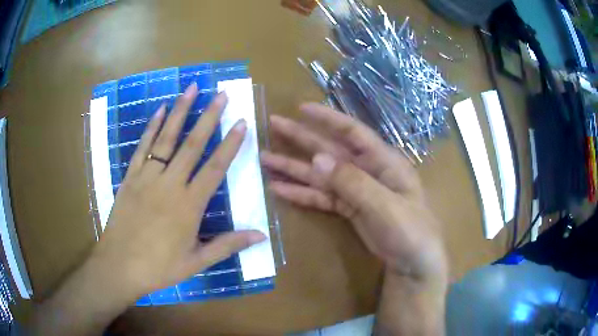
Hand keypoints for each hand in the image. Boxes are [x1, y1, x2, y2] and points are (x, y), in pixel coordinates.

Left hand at [91, 83, 265, 299]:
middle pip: (192, 145)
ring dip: (180, 112)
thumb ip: (228, 245)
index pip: (215, 168)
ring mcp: (147, 177)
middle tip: (221, 94)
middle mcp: (170, 184)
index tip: (241, 122)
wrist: (120, 266)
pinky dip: (152, 127)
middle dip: (209, 117)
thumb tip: (261, 235)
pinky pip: (143, 147)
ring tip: (191, 89)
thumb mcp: (197, 261)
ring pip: (166, 139)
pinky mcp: (131, 177)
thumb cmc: (160, 267)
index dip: (230, 145)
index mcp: (189, 206)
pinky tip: (160, 110)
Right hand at [261, 103, 446, 283]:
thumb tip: (316, 158)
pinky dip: (302, 193)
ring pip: (320, 174)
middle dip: (300, 138)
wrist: (414, 264)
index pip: (352, 132)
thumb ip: (352, 182)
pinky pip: (322, 197)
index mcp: (383, 161)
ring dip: (293, 168)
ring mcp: (356, 191)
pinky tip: (279, 189)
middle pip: (329, 150)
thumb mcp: (385, 205)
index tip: (301, 108)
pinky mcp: (349, 209)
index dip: (327, 118)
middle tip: (273, 125)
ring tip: (265, 159)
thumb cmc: (410, 231)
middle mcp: (367, 170)